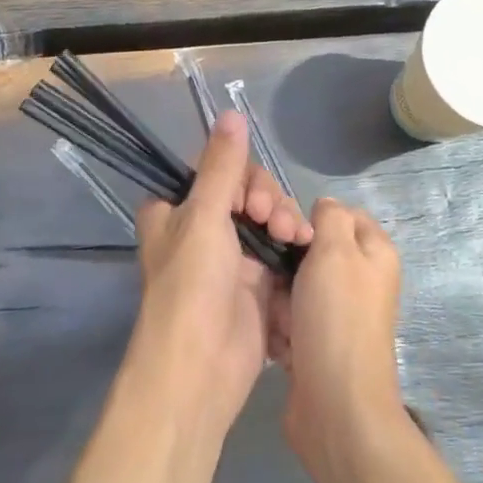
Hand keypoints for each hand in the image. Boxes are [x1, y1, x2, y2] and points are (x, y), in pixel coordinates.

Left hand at [130, 111, 312, 434]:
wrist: (199, 368)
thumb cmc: (191, 284)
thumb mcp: (204, 216)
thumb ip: (223, 166)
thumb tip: (232, 113)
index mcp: (175, 210)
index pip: (217, 171)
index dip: (242, 178)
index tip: (253, 199)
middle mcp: (201, 229)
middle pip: (248, 193)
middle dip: (270, 201)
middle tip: (276, 222)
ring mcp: (230, 257)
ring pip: (268, 220)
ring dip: (286, 222)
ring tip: (296, 239)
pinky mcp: (255, 284)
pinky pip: (280, 251)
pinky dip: (294, 249)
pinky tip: (306, 251)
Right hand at [274, 198, 406, 470]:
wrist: (336, 405)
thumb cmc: (337, 318)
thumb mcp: (336, 250)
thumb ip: (331, 217)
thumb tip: (326, 207)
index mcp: (374, 253)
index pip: (339, 214)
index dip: (310, 218)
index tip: (283, 230)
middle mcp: (360, 280)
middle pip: (312, 251)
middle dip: (287, 263)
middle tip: (274, 275)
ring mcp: (339, 314)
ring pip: (294, 285)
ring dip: (279, 299)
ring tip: (276, 316)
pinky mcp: (318, 343)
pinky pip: (289, 319)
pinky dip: (280, 328)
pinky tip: (277, 342)